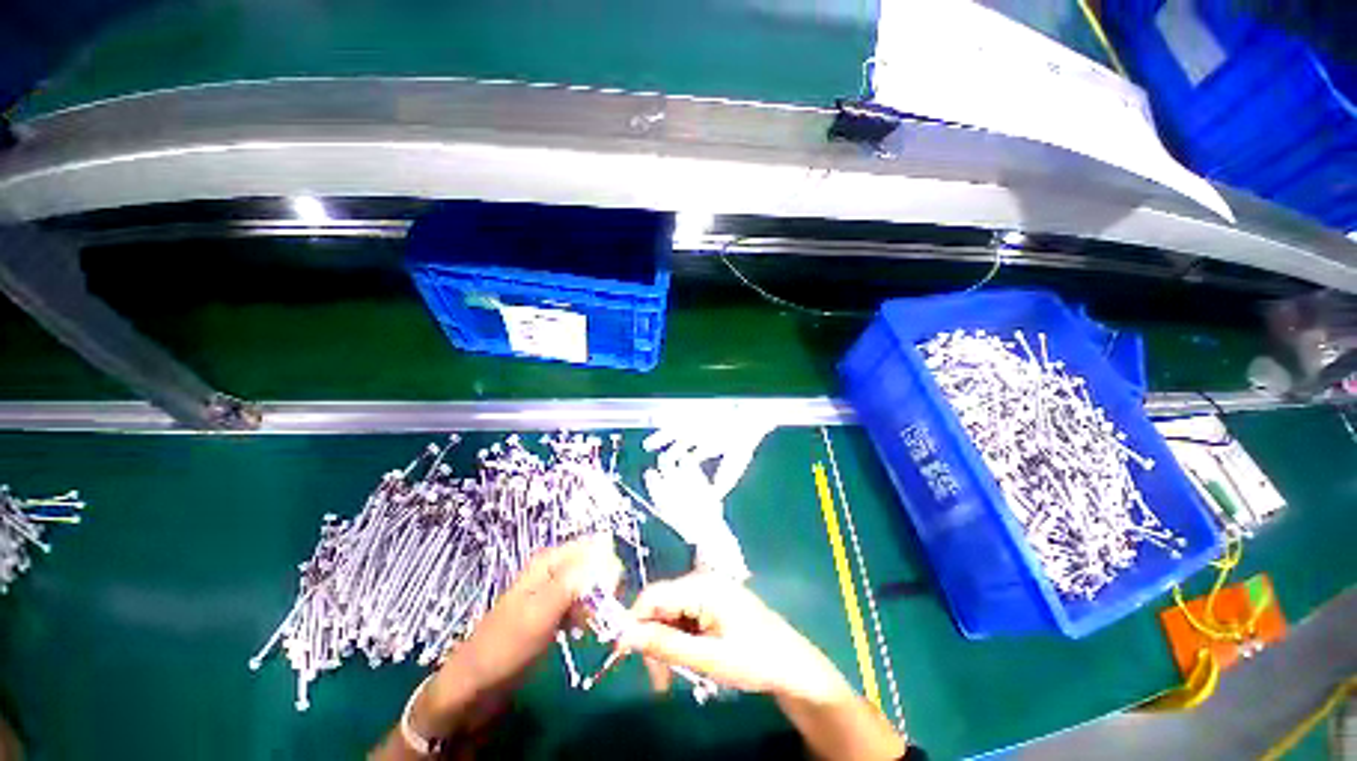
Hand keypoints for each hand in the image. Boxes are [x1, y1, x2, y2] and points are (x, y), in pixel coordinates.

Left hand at [414, 536, 620, 737]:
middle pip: (595, 564)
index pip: (594, 546)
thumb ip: (573, 580)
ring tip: (590, 626)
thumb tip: (605, 547)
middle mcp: (555, 569)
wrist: (474, 686)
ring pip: (591, 585)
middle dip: (604, 587)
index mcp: (550, 560)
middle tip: (599, 614)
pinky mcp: (555, 610)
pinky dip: (588, 615)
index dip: (607, 566)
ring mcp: (555, 590)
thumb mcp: (540, 612)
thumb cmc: (505, 646)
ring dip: (598, 603)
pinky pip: (583, 603)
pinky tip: (582, 631)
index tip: (609, 595)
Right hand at [617, 573, 851, 702]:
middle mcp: (702, 580)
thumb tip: (624, 635)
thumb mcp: (707, 658)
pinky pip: (685, 616)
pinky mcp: (714, 601)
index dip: (632, 622)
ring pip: (671, 613)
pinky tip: (687, 660)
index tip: (620, 656)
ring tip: (670, 679)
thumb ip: (665, 645)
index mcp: (701, 585)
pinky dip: (679, 639)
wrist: (793, 665)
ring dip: (664, 644)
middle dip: (651, 640)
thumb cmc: (754, 660)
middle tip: (656, 681)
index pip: (653, 596)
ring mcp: (709, 589)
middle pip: (661, 605)